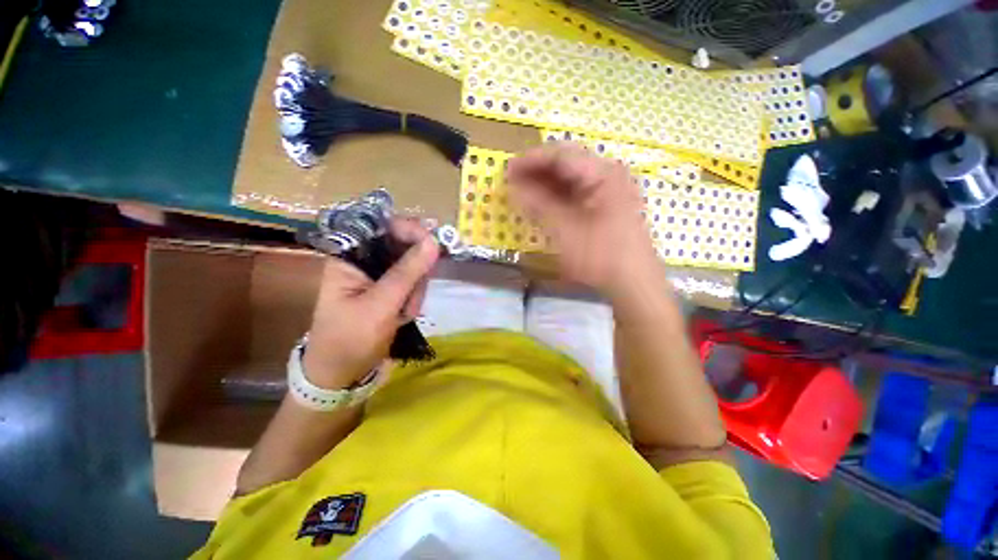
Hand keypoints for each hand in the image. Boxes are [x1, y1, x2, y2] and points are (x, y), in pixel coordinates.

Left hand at [303, 218, 438, 388]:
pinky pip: (414, 284)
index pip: (384, 226)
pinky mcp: (390, 290)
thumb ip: (407, 272)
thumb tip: (434, 241)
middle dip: (415, 273)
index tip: (435, 243)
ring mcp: (379, 276)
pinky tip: (404, 317)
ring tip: (403, 315)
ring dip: (415, 291)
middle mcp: (365, 261)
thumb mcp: (381, 305)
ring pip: (413, 267)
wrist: (342, 375)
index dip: (411, 229)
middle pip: (404, 246)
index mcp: (350, 256)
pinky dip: (414, 299)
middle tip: (411, 299)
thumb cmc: (351, 339)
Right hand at [506, 142, 659, 296]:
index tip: (507, 170)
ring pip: (571, 179)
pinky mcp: (606, 206)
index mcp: (603, 173)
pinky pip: (577, 193)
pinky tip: (542, 204)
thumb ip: (538, 205)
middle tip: (512, 182)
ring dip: (545, 184)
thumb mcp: (565, 231)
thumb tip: (513, 187)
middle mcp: (608, 175)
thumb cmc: (601, 257)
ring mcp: (609, 190)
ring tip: (522, 193)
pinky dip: (557, 197)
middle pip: (567, 164)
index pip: (561, 155)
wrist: (634, 284)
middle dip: (537, 171)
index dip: (531, 160)